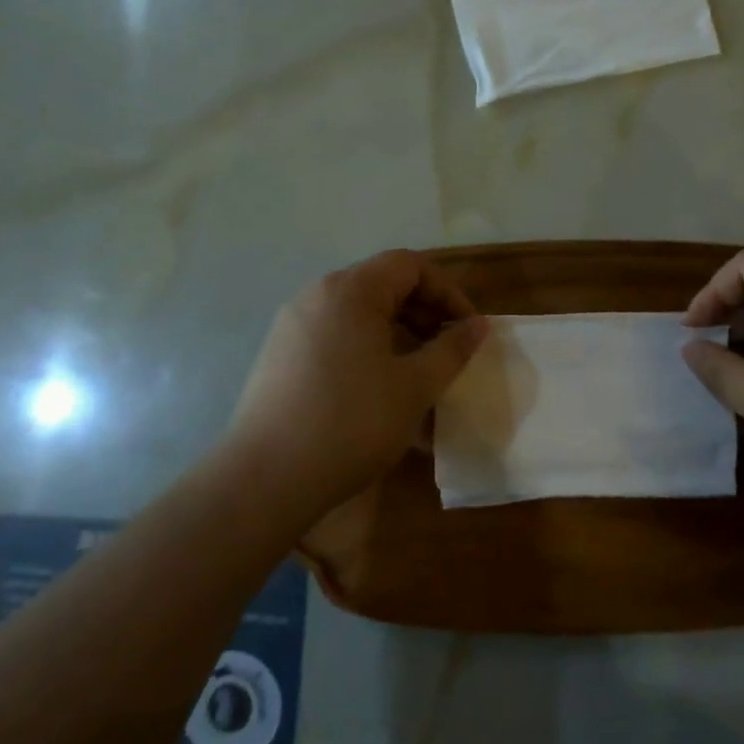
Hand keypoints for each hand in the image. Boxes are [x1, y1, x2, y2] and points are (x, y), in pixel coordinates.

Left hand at [228, 250, 486, 512]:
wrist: (266, 477)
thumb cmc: (352, 423)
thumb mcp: (415, 387)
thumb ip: (452, 349)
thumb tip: (478, 325)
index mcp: (350, 290)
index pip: (410, 265)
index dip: (447, 291)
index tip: (467, 330)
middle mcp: (317, 295)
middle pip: (382, 285)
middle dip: (423, 314)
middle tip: (447, 353)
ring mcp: (293, 324)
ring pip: (358, 314)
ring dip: (396, 335)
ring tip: (417, 376)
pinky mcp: (279, 354)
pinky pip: (334, 337)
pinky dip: (365, 351)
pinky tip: (378, 393)